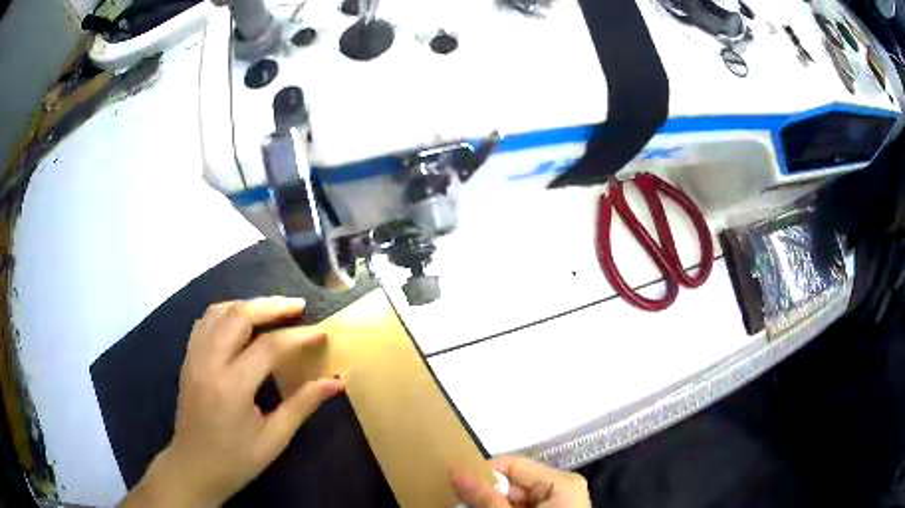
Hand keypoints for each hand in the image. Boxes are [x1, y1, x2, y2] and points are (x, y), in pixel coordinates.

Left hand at [123, 297, 343, 507]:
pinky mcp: (188, 358)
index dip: (299, 336)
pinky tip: (240, 320)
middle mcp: (210, 362)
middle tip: (298, 306)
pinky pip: (205, 321)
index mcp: (232, 386)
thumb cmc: (236, 460)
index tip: (322, 332)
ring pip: (219, 312)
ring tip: (272, 309)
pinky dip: (226, 312)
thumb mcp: (274, 438)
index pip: (269, 347)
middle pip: (239, 316)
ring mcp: (194, 357)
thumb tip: (335, 382)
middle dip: (272, 306)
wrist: (194, 467)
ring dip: (248, 305)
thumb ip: (302, 405)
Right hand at [452, 456, 590, 507]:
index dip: (482, 473)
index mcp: (560, 482)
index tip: (453, 484)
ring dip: (490, 506)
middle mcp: (560, 489)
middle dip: (484, 495)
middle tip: (454, 502)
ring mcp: (557, 504)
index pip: (512, 465)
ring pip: (513, 500)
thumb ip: (485, 498)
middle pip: (512, 484)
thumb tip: (455, 472)